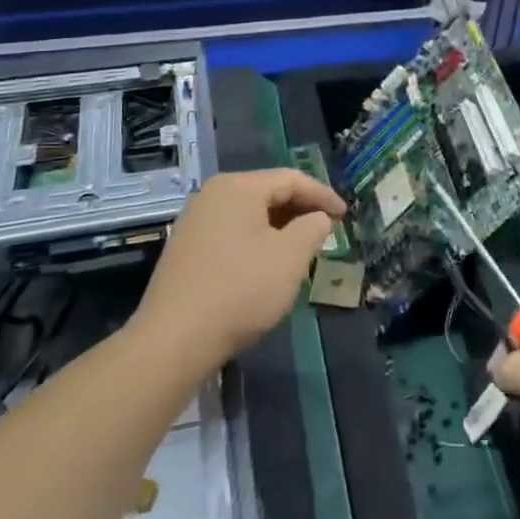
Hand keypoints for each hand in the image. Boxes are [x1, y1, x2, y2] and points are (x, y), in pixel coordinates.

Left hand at [134, 170, 346, 364]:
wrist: (174, 339)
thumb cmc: (241, 289)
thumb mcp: (291, 257)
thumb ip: (313, 228)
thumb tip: (318, 218)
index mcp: (238, 187)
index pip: (291, 179)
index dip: (323, 195)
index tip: (345, 215)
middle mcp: (212, 195)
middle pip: (268, 192)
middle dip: (301, 210)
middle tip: (327, 230)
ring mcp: (194, 222)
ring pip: (249, 215)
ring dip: (279, 227)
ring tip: (302, 249)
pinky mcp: (185, 249)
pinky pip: (232, 233)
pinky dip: (257, 241)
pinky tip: (267, 265)